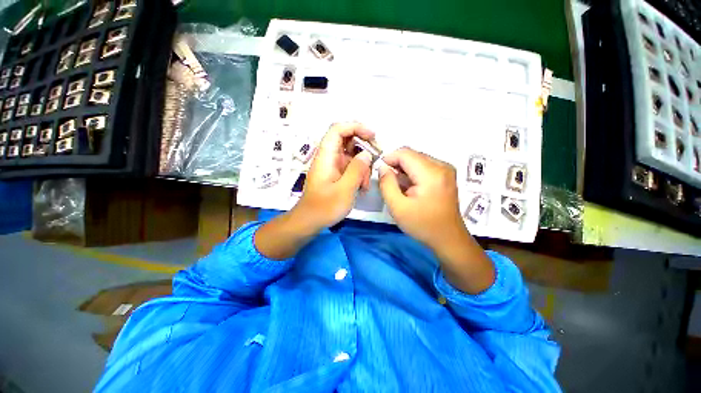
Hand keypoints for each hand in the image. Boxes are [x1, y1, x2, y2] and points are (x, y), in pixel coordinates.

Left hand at [293, 122, 374, 229]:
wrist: (310, 221)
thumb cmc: (324, 207)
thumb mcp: (344, 190)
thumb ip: (357, 170)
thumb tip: (366, 154)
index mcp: (326, 156)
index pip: (338, 130)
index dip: (355, 127)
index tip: (372, 136)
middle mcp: (329, 157)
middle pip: (347, 140)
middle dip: (364, 147)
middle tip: (376, 158)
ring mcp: (333, 166)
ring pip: (352, 155)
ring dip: (362, 165)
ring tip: (365, 183)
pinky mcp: (336, 174)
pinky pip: (351, 167)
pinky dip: (359, 173)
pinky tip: (361, 187)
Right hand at [378, 148, 493, 293]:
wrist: (448, 239)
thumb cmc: (422, 225)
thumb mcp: (397, 207)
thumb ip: (386, 184)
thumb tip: (383, 167)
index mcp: (431, 173)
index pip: (405, 153)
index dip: (389, 159)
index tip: (380, 172)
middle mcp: (441, 165)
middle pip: (411, 155)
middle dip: (396, 165)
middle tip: (388, 183)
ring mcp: (446, 169)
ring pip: (417, 159)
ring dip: (404, 170)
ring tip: (399, 188)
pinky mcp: (446, 175)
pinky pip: (424, 166)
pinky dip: (412, 174)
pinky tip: (410, 188)